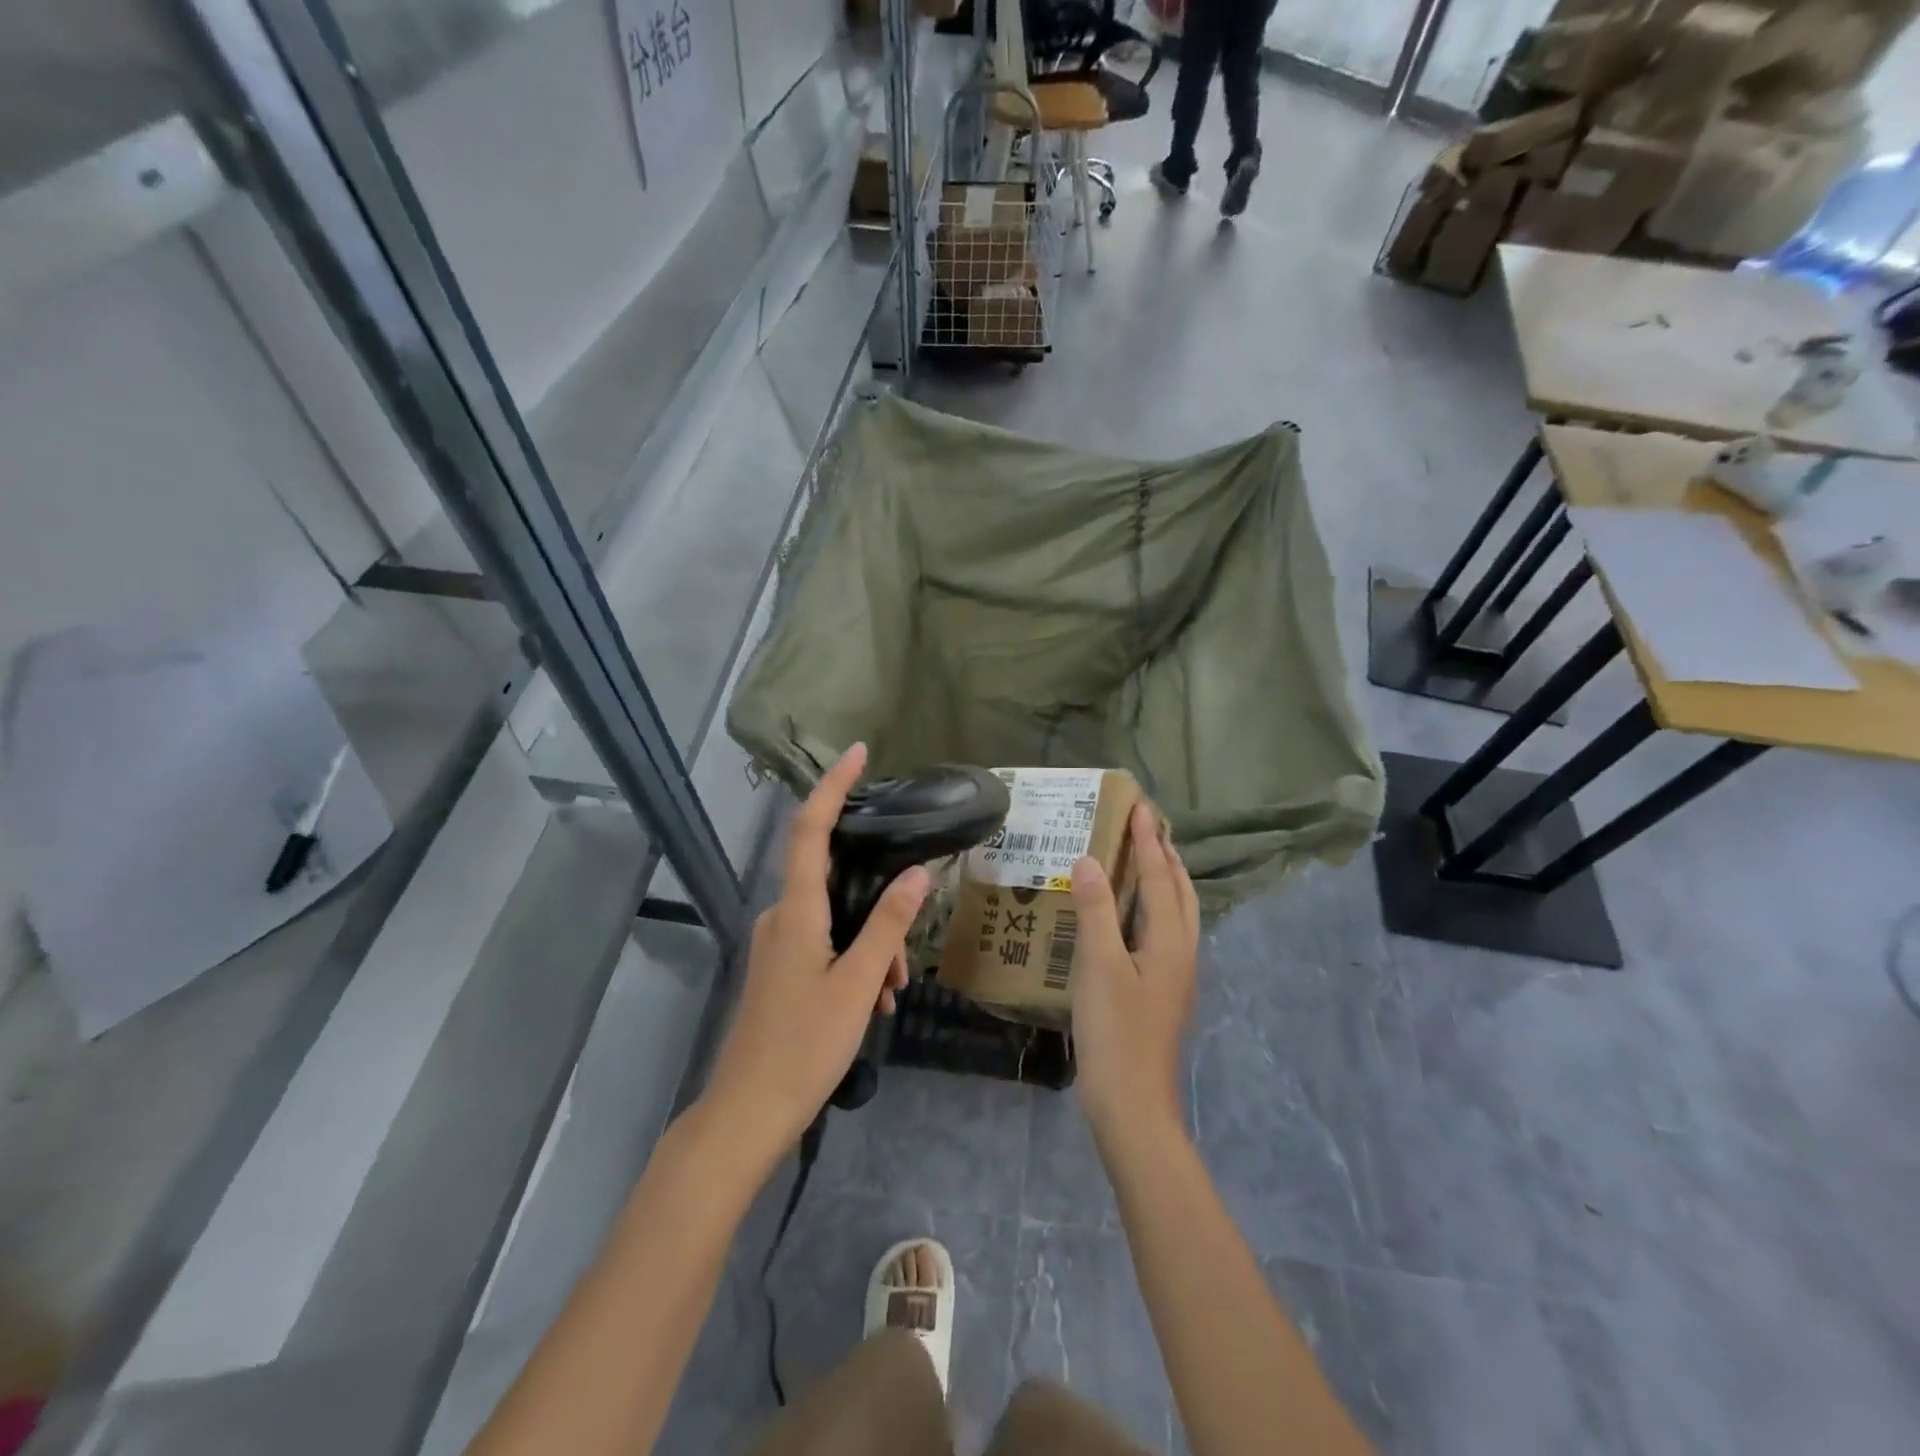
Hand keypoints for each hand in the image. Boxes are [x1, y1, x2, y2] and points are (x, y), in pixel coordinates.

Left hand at [701, 744, 928, 1164]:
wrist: (747, 1114)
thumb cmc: (804, 1046)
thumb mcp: (858, 984)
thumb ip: (888, 925)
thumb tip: (918, 874)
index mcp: (796, 911)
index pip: (811, 830)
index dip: (832, 787)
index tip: (858, 754)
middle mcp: (781, 916)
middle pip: (835, 883)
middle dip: (879, 906)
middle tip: (906, 956)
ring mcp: (776, 943)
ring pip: (835, 920)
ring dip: (871, 945)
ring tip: (893, 992)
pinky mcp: (779, 967)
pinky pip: (824, 944)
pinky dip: (854, 961)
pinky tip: (875, 1000)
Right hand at [1068, 803, 1199, 1139]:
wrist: (1133, 1105)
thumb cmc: (1115, 1032)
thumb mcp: (1099, 966)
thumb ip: (1095, 911)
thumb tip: (1089, 860)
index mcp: (1169, 941)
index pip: (1159, 877)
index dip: (1147, 842)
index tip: (1139, 807)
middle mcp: (1181, 952)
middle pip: (1180, 892)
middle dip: (1166, 856)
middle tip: (1148, 826)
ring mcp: (1175, 975)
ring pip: (1178, 914)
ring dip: (1165, 880)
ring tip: (1148, 860)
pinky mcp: (1163, 993)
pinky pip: (1165, 933)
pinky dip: (1154, 908)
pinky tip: (1132, 917)